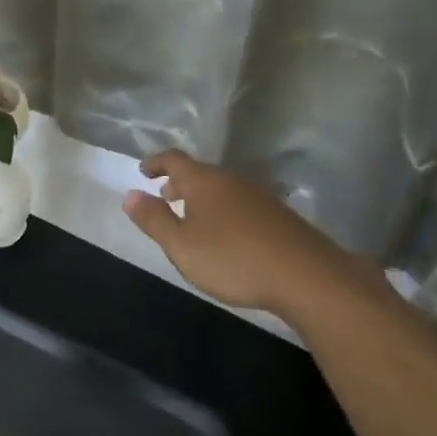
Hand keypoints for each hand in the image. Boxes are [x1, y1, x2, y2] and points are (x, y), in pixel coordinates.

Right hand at [123, 150, 378, 316]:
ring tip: (193, 219)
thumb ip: (154, 219)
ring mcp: (258, 196)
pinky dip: (223, 209)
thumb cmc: (233, 259)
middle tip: (165, 197)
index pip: (174, 159)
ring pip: (221, 188)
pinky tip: (227, 235)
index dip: (156, 162)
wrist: (306, 276)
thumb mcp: (181, 245)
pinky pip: (240, 202)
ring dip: (202, 198)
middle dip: (179, 182)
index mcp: (204, 182)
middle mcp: (231, 180)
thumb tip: (129, 194)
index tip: (143, 171)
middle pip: (199, 172)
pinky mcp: (278, 215)